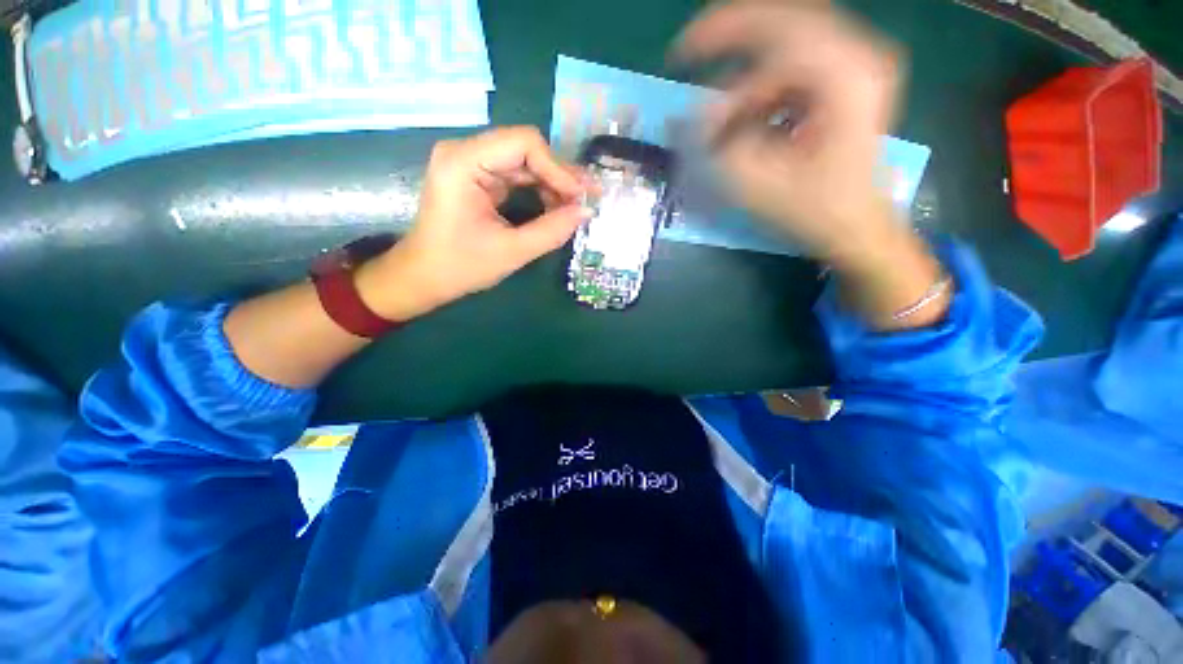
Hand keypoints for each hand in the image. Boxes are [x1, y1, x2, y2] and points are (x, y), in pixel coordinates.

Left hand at [357, 127, 592, 320]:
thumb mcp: (512, 251)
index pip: (524, 143)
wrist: (424, 277)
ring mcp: (471, 163)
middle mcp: (466, 152)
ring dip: (553, 182)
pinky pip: (517, 174)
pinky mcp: (477, 177)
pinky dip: (539, 189)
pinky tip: (556, 206)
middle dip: (560, 174)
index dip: (559, 168)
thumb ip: (552, 230)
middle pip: (526, 149)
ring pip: (525, 161)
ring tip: (576, 206)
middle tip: (588, 198)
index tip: (581, 196)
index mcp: (463, 162)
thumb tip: (587, 212)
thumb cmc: (460, 266)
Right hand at [673, 1, 904, 268]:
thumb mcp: (758, 184)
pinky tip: (747, 112)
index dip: (720, 41)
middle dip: (730, 38)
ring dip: (746, 70)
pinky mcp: (847, 80)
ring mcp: (855, 66)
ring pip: (787, 41)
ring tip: (721, 112)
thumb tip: (688, 115)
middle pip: (783, 21)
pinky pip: (796, 63)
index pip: (774, 32)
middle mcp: (857, 56)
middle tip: (688, 52)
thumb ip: (719, 145)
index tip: (678, 61)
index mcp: (844, 76)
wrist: (856, 227)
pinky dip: (763, 83)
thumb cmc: (813, 211)